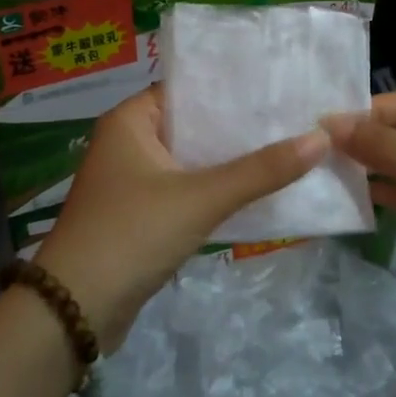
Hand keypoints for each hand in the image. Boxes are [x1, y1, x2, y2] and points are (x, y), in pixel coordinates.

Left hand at [34, 86, 328, 348]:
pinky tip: (259, 190)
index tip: (278, 86)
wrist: (75, 310)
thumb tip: (320, 139)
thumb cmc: (132, 235)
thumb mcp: (201, 198)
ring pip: (193, 160)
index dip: (232, 88)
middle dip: (239, 127)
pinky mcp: (142, 215)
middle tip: (295, 117)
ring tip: (288, 147)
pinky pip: (187, 190)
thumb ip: (260, 170)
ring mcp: (134, 181)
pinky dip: (217, 190)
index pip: (188, 89)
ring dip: (231, 161)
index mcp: (131, 121)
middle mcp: (129, 143)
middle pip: (194, 125)